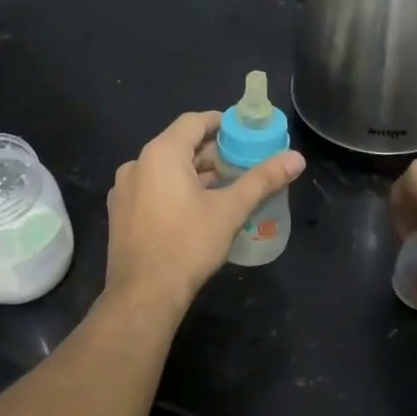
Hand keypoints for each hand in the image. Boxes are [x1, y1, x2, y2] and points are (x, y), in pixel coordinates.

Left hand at [104, 112, 305, 313]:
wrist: (144, 295)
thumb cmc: (188, 245)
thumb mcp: (230, 210)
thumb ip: (262, 180)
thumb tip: (296, 157)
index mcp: (161, 154)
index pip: (194, 121)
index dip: (222, 123)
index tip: (245, 134)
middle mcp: (136, 164)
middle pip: (179, 145)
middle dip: (211, 153)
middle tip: (241, 165)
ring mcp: (124, 191)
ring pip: (165, 170)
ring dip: (194, 174)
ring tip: (224, 189)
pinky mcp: (120, 214)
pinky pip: (152, 190)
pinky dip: (174, 191)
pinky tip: (196, 212)